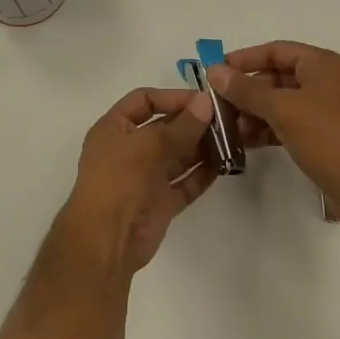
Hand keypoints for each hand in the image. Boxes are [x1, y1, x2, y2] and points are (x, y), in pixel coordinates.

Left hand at [55, 87, 218, 275]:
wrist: (105, 241)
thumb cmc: (118, 181)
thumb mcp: (147, 146)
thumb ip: (181, 126)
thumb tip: (207, 102)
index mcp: (114, 129)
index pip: (144, 101)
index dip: (172, 97)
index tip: (204, 100)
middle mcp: (129, 149)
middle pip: (165, 128)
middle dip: (193, 122)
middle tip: (228, 119)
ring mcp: (146, 177)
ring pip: (178, 156)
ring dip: (202, 147)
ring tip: (233, 139)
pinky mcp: (161, 202)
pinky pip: (185, 182)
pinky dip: (203, 173)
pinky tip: (226, 164)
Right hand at [207, 42, 339, 214]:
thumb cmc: (327, 137)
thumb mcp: (282, 109)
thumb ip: (246, 89)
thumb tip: (215, 71)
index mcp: (324, 64)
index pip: (277, 50)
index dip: (245, 58)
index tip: (215, 70)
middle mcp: (328, 81)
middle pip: (278, 76)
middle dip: (247, 89)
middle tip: (216, 102)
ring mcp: (328, 110)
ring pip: (282, 102)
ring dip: (254, 112)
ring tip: (227, 126)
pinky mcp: (325, 136)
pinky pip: (289, 123)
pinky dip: (268, 129)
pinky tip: (245, 141)